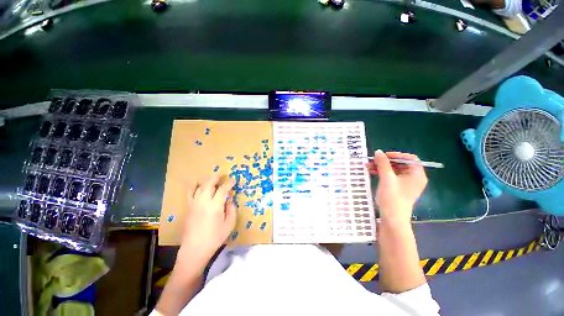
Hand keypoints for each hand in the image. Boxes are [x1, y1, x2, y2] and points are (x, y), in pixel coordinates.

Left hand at [179, 175, 236, 264]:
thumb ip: (231, 210)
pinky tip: (195, 183)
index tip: (233, 181)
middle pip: (209, 185)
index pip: (223, 190)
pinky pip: (190, 194)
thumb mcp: (229, 225)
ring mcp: (194, 204)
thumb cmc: (215, 238)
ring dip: (207, 181)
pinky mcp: (189, 208)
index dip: (228, 184)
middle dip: (216, 178)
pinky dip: (193, 187)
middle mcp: (204, 202)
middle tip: (222, 176)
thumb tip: (229, 201)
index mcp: (215, 206)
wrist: (195, 249)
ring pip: (200, 188)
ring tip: (212, 178)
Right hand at [366, 150, 427, 225]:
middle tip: (371, 161)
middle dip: (384, 161)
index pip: (409, 158)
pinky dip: (381, 173)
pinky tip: (371, 172)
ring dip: (381, 167)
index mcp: (417, 174)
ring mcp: (406, 184)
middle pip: (400, 164)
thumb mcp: (387, 178)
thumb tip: (378, 151)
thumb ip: (383, 163)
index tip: (382, 156)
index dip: (396, 155)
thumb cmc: (392, 197)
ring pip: (393, 170)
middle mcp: (414, 178)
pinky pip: (391, 176)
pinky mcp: (399, 188)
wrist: (392, 219)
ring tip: (367, 166)